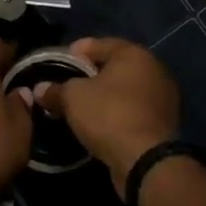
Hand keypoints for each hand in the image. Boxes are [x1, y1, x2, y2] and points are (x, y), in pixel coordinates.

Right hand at [29, 37, 179, 193]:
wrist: (146, 160)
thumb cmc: (109, 115)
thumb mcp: (73, 98)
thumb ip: (56, 90)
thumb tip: (40, 89)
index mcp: (134, 54)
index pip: (100, 44)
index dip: (76, 51)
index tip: (60, 62)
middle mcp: (154, 69)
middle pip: (115, 66)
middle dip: (92, 74)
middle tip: (70, 83)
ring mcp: (163, 97)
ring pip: (126, 90)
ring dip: (106, 96)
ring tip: (83, 106)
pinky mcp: (164, 123)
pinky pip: (134, 110)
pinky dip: (118, 113)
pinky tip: (101, 123)